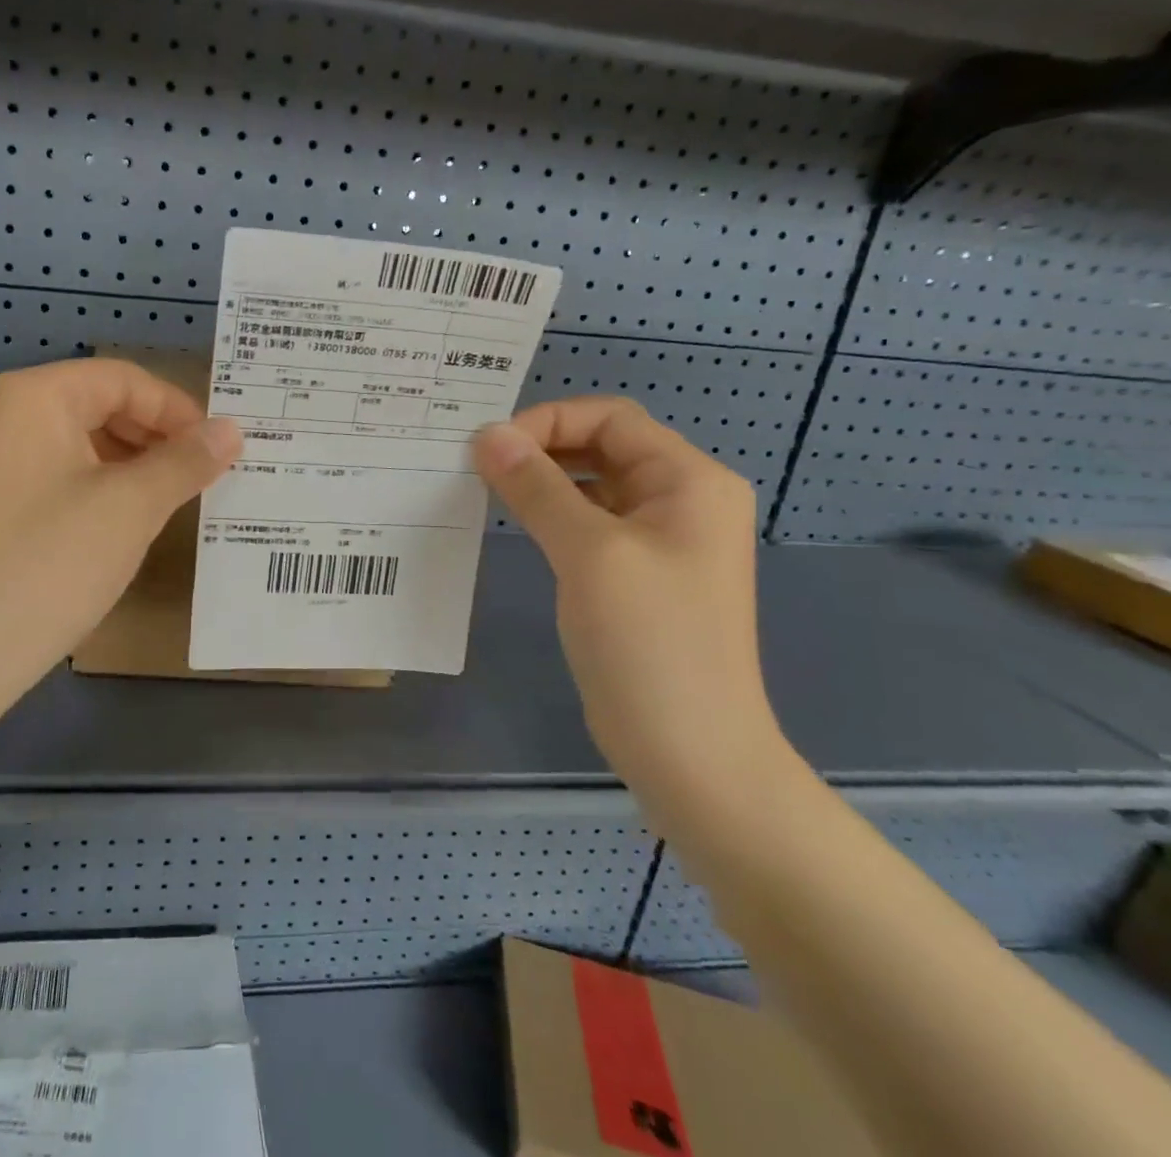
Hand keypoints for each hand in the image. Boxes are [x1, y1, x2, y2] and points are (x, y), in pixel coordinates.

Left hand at [0, 358, 240, 706]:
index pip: (124, 380)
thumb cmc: (44, 566)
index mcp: (34, 396)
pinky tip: (118, 529)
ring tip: (169, 505)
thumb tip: (232, 430)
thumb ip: (184, 462)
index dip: (179, 411)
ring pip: (76, 446)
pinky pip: (53, 479)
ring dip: (129, 468)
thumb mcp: (128, 509)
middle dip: (155, 439)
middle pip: (97, 406)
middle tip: (202, 479)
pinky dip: (95, 492)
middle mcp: (2, 415)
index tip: (221, 452)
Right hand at [473, 397, 785, 807]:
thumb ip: (537, 487)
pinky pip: (590, 523)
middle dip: (542, 447)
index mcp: (690, 481)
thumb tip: (487, 435)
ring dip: (543, 480)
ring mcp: (661, 539)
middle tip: (479, 465)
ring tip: (487, 489)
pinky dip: (551, 513)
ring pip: (593, 485)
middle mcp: (681, 499)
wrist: (691, 752)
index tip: (490, 449)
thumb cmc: (649, 642)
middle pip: (603, 445)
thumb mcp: (589, 552)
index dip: (548, 421)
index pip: (611, 418)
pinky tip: (516, 523)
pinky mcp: (638, 574)